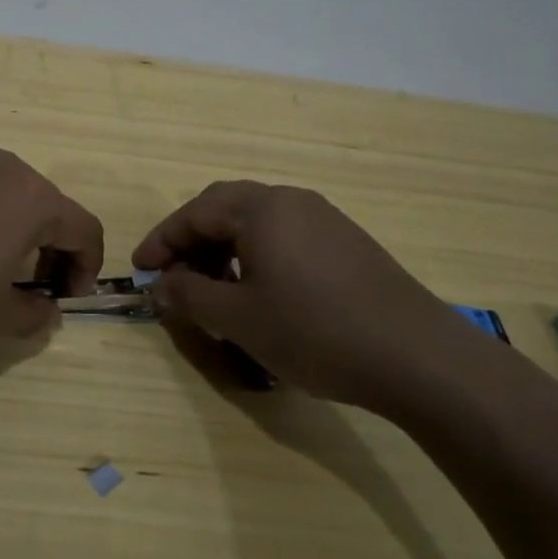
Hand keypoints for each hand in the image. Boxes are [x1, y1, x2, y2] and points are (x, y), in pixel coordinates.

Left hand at [0, 149, 104, 340]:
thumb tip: (48, 312)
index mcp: (34, 199)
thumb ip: (34, 315)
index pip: (85, 229)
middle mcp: (7, 168)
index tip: (66, 299)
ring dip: (18, 232)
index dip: (87, 267)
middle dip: (53, 250)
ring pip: (12, 195)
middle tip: (33, 288)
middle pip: (50, 208)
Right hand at [132, 180, 467, 410]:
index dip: (161, 241)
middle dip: (192, 240)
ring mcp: (325, 220)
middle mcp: (292, 201)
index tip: (139, 269)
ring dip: (225, 249)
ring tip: (214, 290)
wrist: (418, 357)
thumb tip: (160, 286)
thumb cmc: (315, 331)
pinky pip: (286, 237)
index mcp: (261, 208)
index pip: (195, 212)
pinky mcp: (348, 244)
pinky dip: (257, 256)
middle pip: (225, 208)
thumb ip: (190, 296)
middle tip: (173, 275)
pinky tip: (261, 293)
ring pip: (258, 223)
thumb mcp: (238, 318)